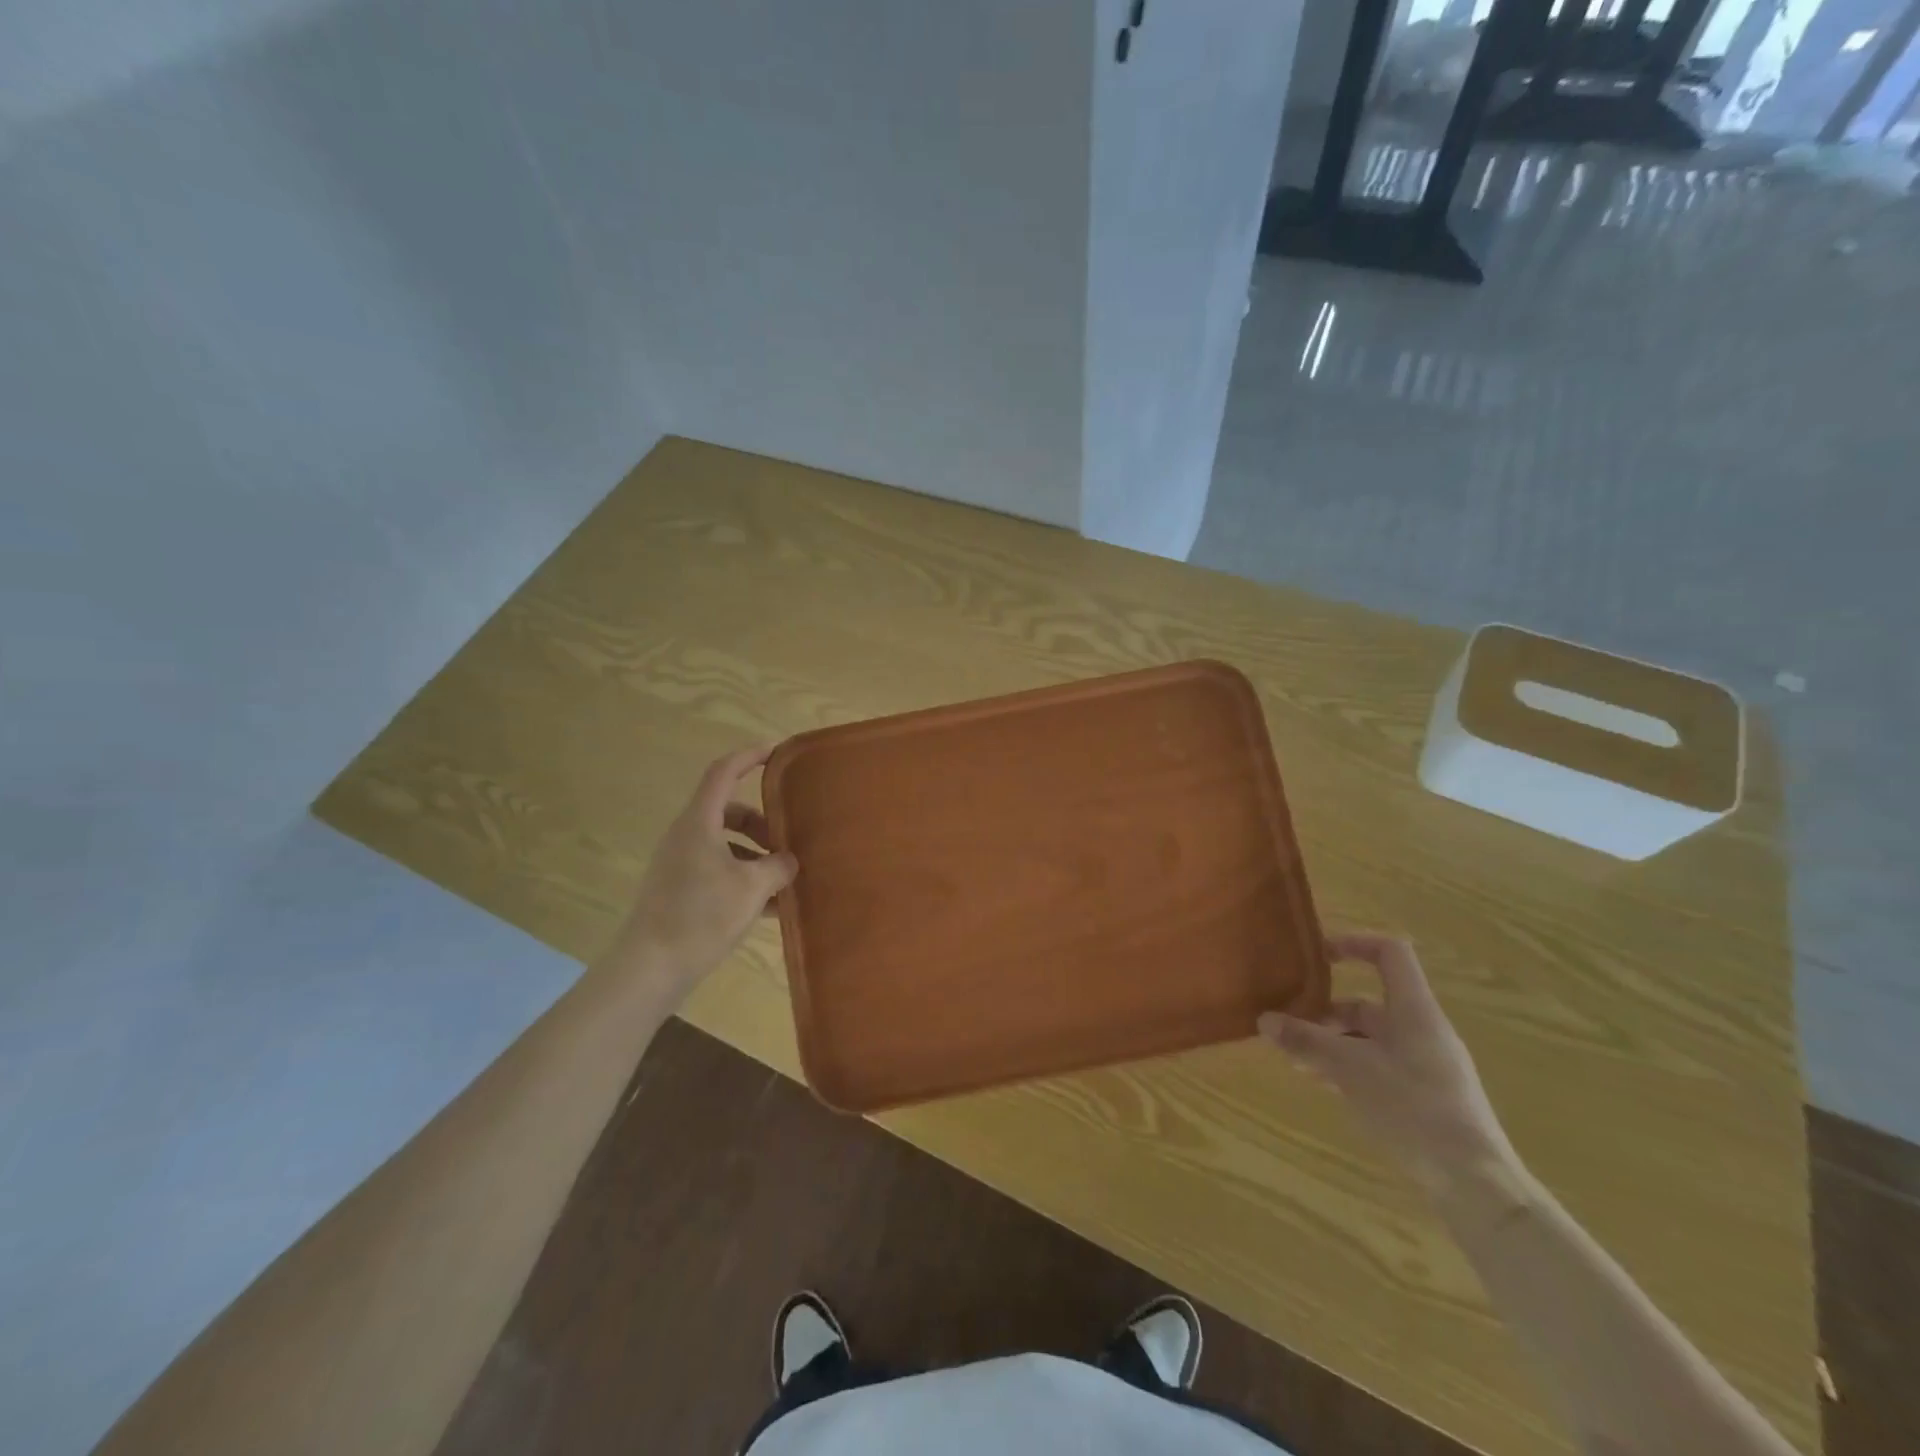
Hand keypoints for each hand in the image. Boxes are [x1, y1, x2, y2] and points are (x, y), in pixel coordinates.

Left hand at [603, 745, 797, 1002]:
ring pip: (724, 844)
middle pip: (727, 810)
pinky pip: (718, 870)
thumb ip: (778, 866)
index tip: (776, 752)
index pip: (724, 772)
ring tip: (784, 879)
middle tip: (787, 838)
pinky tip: (769, 908)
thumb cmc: (701, 916)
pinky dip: (743, 878)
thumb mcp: (752, 888)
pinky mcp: (678, 889)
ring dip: (755, 854)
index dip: (750, 756)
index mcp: (698, 823)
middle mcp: (685, 836)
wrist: (650, 968)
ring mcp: (679, 863)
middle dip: (761, 821)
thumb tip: (789, 859)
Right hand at [1259, 933, 1518, 1194]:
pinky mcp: (1427, 1097)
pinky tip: (1328, 1089)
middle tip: (1290, 1031)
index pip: (1389, 953)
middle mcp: (1422, 1030)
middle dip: (1325, 1013)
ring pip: (1370, 1039)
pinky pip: (1380, 1067)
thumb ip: (1306, 1041)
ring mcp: (1427, 1065)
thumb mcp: (1349, 1070)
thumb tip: (1265, 1020)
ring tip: (1299, 1064)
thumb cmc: (1413, 1109)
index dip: (1353, 943)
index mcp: (1413, 1010)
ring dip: (1332, 1044)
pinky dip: (1350, 1069)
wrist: (1476, 1185)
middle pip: (1369, 1003)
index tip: (1317, 957)